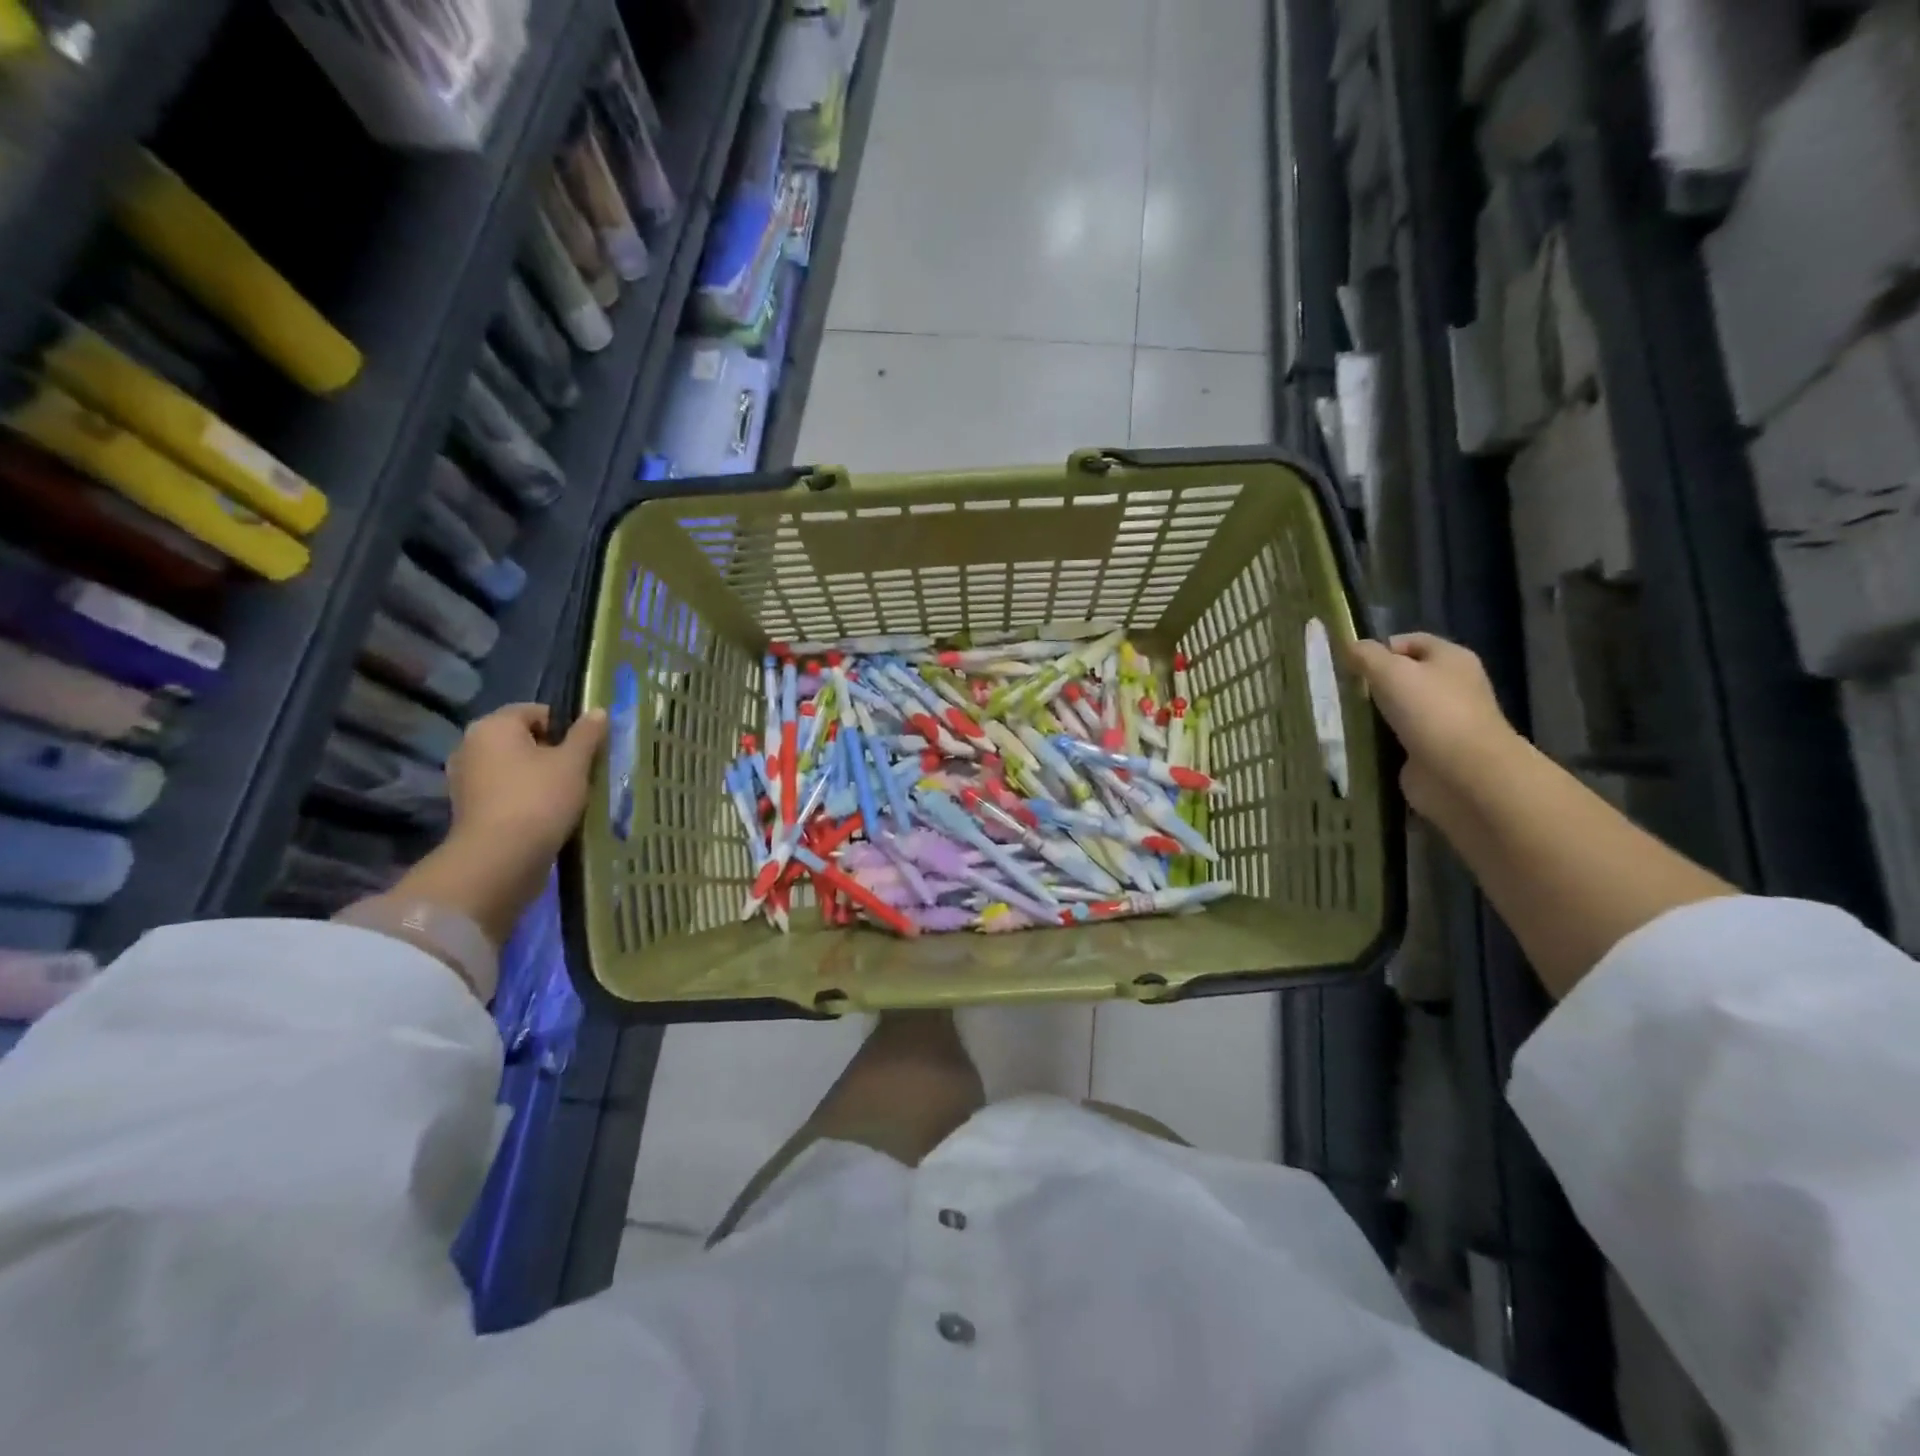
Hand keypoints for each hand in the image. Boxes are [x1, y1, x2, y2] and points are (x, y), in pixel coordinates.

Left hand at [408, 704, 606, 948]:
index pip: (536, 712)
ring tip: (568, 797)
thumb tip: (597, 711)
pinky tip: (548, 815)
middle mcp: (471, 746)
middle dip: (553, 753)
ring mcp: (465, 779)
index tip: (588, 750)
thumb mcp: (574, 762)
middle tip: (582, 773)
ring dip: (540, 778)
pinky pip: (505, 793)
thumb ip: (587, 734)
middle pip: (524, 740)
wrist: (500, 859)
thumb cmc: (540, 798)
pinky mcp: (469, 809)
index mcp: (493, 726)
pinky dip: (526, 798)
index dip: (567, 726)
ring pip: (515, 768)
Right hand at [1347, 633, 1523, 815]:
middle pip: (1406, 676)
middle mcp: (1452, 686)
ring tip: (1343, 717)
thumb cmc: (1431, 711)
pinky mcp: (1432, 751)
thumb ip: (1366, 656)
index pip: (1411, 642)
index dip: (1380, 648)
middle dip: (1374, 683)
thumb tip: (1350, 646)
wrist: (1463, 774)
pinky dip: (1380, 740)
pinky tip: (1358, 743)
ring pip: (1400, 709)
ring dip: (1375, 714)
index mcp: (1451, 658)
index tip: (1350, 664)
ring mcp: (1444, 721)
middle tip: (1343, 691)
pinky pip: (1399, 738)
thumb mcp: (1391, 672)